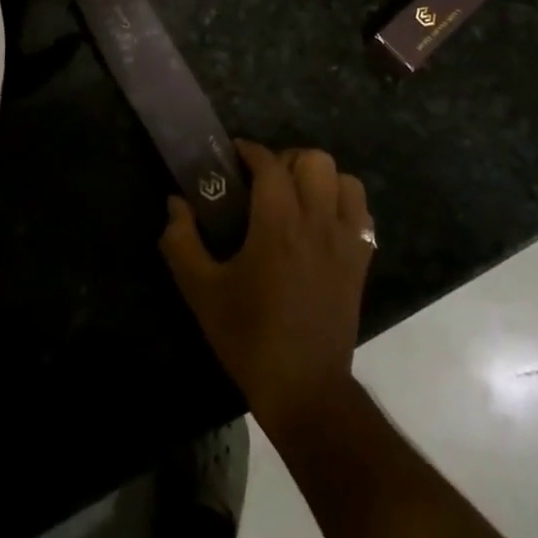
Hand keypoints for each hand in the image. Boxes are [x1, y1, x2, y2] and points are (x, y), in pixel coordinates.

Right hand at [161, 141, 375, 437]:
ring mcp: (346, 240)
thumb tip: (175, 203)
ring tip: (298, 196)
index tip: (235, 154)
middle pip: (315, 160)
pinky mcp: (362, 260)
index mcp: (277, 225)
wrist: (304, 386)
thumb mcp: (201, 291)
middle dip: (287, 159)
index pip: (270, 165)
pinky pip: (362, 212)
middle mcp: (317, 223)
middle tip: (265, 180)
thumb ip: (181, 242)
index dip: (251, 151)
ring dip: (320, 178)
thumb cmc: (248, 337)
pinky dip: (345, 203)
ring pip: (346, 179)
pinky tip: (323, 221)